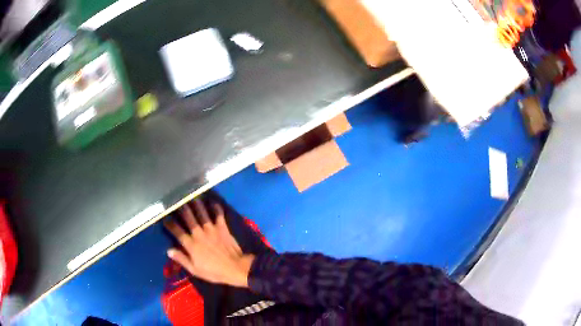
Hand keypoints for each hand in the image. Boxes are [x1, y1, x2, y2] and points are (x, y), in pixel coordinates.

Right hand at [164, 199, 254, 287]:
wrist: (235, 268)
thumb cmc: (214, 271)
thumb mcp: (195, 270)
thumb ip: (181, 259)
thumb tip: (169, 250)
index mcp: (191, 244)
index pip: (177, 231)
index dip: (169, 224)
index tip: (164, 218)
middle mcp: (199, 233)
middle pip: (188, 217)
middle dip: (181, 208)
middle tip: (177, 200)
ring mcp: (211, 229)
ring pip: (201, 213)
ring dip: (196, 203)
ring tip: (192, 195)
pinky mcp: (222, 228)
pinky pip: (218, 215)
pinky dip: (216, 208)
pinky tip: (213, 202)